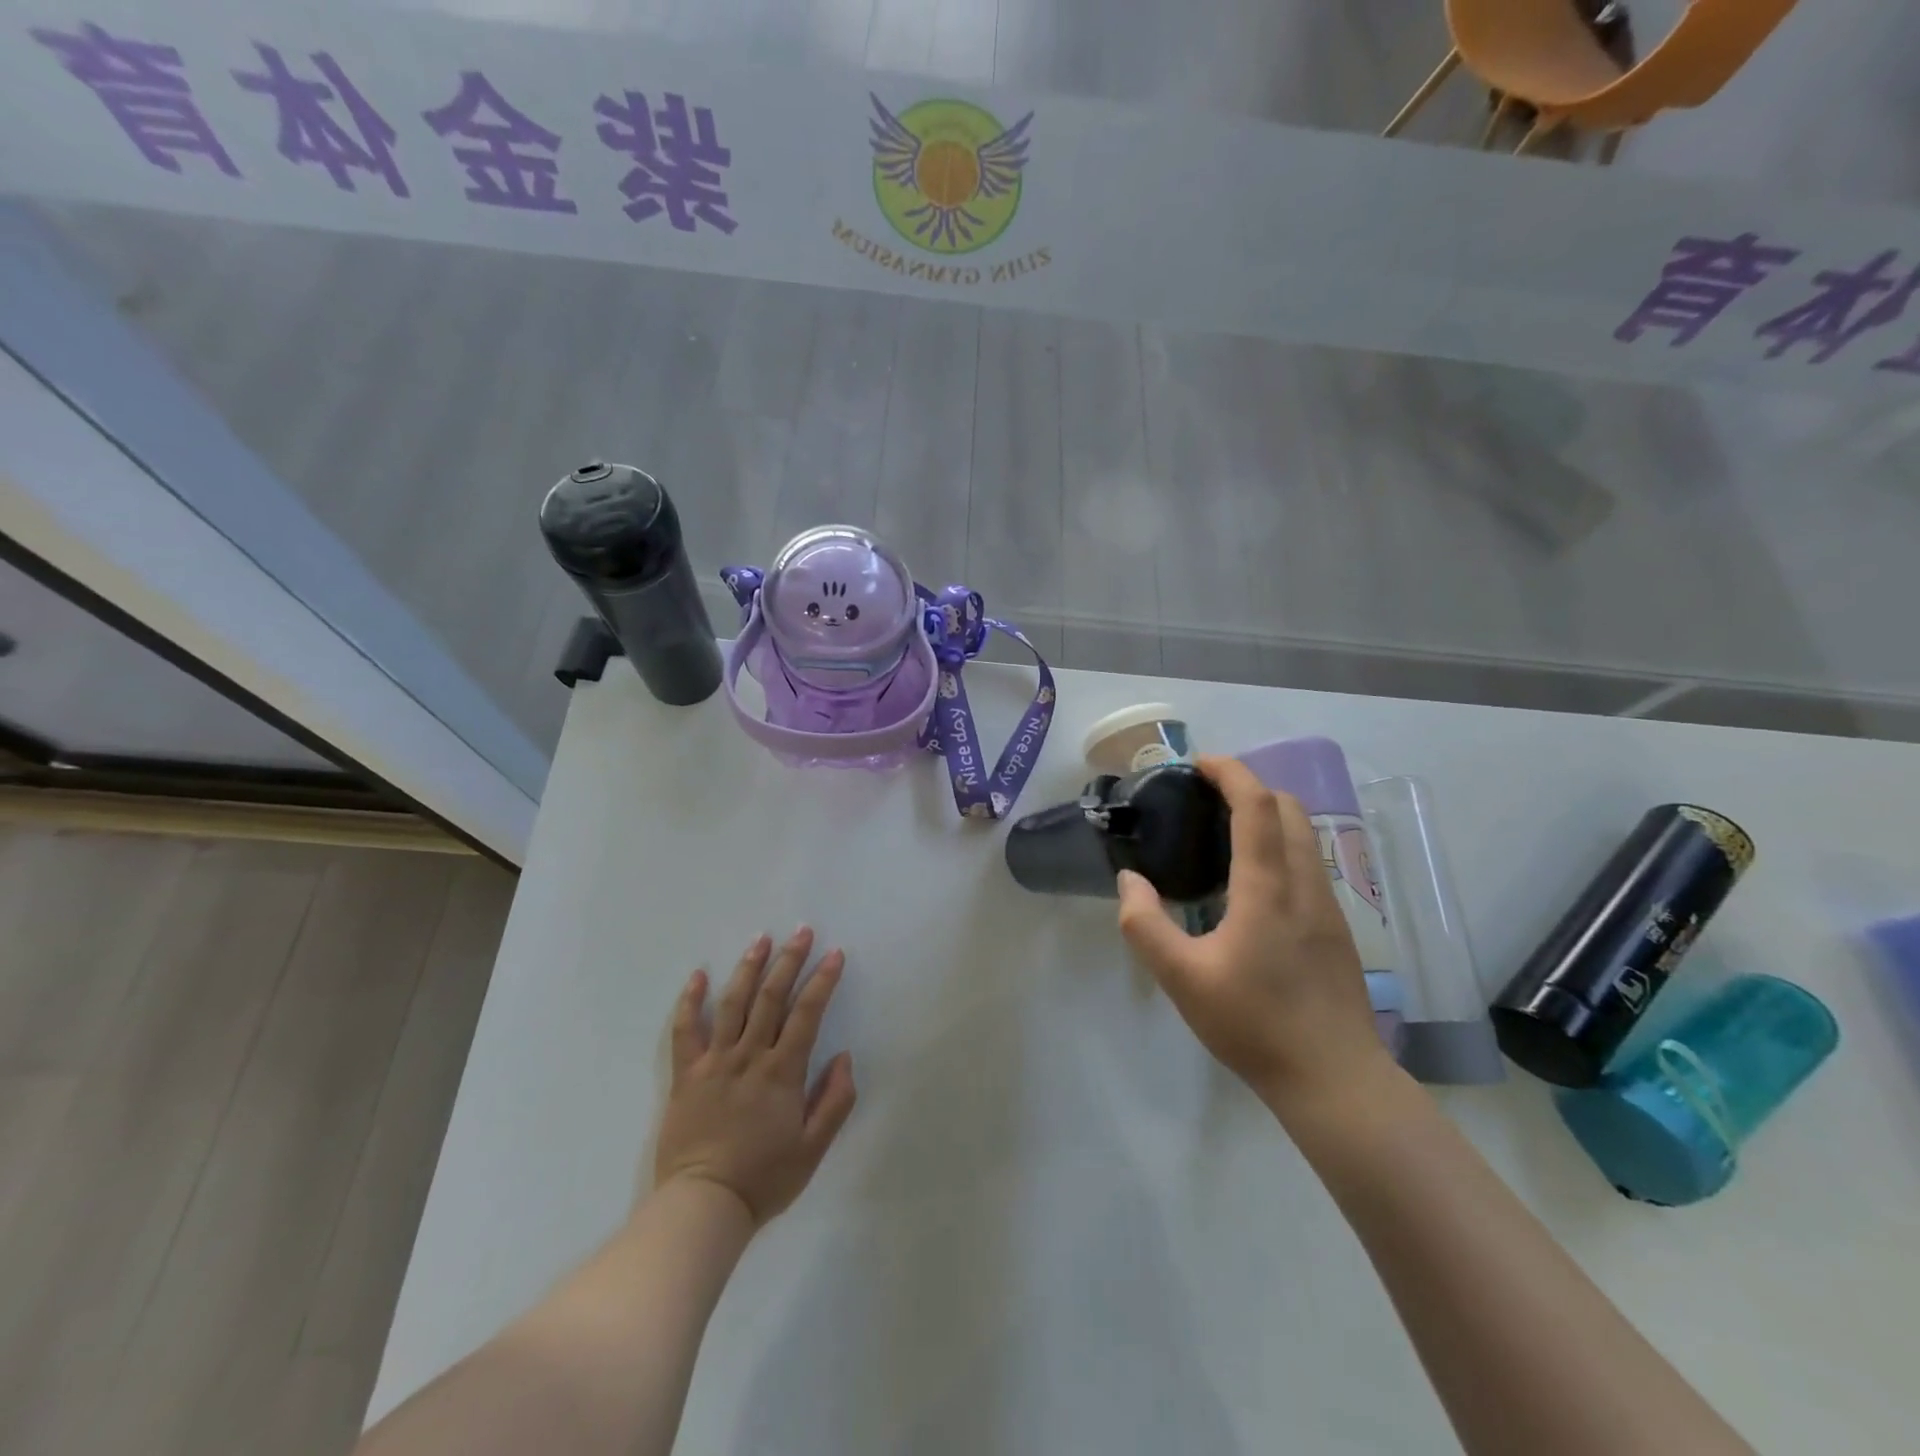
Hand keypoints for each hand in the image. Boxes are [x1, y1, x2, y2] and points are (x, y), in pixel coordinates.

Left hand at [654, 927, 856, 1225]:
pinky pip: (685, 1030)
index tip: (835, 954)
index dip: (822, 980)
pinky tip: (699, 975)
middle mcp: (749, 1056)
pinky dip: (691, 1000)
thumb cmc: (764, 1178)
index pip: (807, 1013)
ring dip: (748, 968)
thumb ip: (835, 1100)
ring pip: (732, 1003)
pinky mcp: (686, 1074)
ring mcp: (714, 1062)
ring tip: (761, 939)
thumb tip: (844, 1057)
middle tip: (801, 931)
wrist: (703, 1206)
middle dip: (789, 960)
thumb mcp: (814, 1148)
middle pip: (771, 997)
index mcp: (782, 1072)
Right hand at [1116, 755, 1388, 1107]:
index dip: (1230, 772)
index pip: (1257, 804)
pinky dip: (1282, 844)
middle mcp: (1305, 883)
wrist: (1335, 1079)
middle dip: (1249, 787)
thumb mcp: (1181, 978)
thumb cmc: (1254, 1024)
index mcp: (1268, 887)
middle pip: (1288, 807)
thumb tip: (1130, 881)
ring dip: (1269, 815)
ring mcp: (1329, 905)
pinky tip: (1253, 881)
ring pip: (1305, 834)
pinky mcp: (1337, 927)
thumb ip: (1145, 924)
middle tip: (1206, 798)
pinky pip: (1310, 861)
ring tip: (1225, 833)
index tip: (1198, 764)